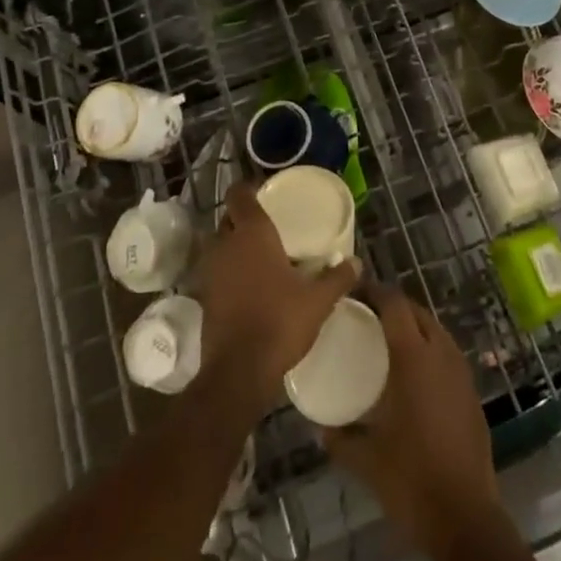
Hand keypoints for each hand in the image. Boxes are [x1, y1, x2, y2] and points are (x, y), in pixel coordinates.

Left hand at [193, 182, 358, 406]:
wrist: (238, 372)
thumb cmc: (280, 322)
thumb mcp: (318, 300)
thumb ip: (337, 278)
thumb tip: (356, 263)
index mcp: (252, 234)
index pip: (239, 195)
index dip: (248, 188)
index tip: (264, 190)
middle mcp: (226, 246)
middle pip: (228, 219)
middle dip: (243, 218)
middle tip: (269, 225)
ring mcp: (211, 272)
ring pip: (221, 246)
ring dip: (235, 246)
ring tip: (261, 255)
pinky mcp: (204, 298)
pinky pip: (217, 272)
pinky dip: (230, 272)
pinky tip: (250, 286)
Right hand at [321, 284, 501, 555]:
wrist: (465, 517)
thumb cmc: (410, 480)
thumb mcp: (366, 459)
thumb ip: (340, 439)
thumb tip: (321, 429)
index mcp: (413, 357)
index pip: (395, 304)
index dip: (375, 291)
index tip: (354, 293)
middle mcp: (440, 353)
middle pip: (416, 311)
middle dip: (393, 306)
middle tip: (367, 316)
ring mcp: (461, 371)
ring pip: (435, 331)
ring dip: (414, 326)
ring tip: (389, 341)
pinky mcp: (471, 391)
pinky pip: (447, 354)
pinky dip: (429, 349)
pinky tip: (414, 375)